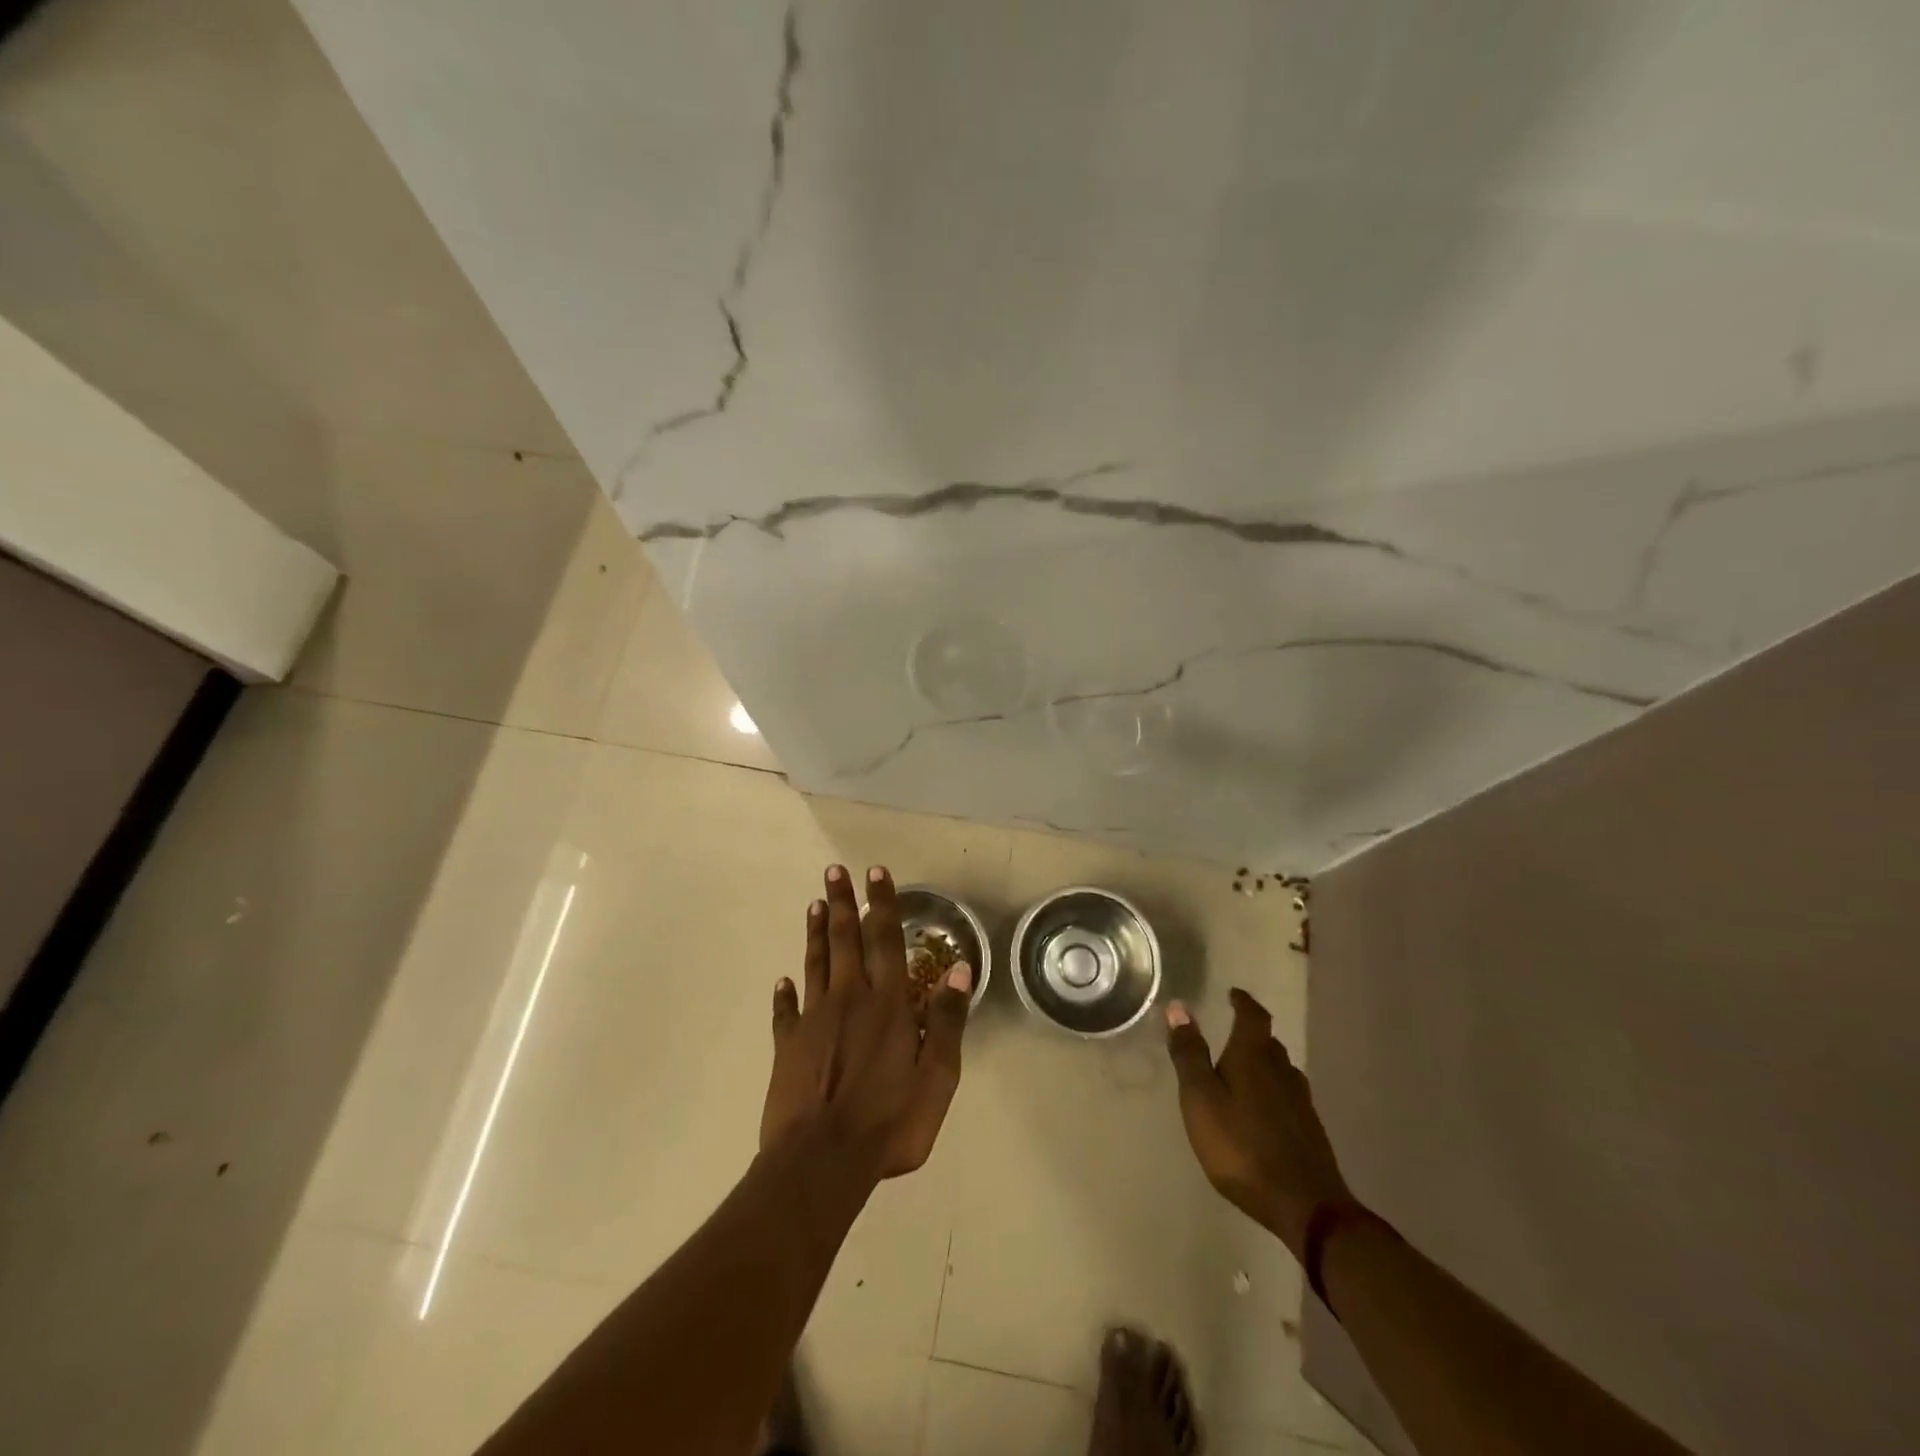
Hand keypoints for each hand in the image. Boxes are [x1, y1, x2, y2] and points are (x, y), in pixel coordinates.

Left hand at [760, 864, 972, 1179]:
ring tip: (814, 904)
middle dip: (841, 903)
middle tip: (834, 871)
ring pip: (815, 965)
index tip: (874, 872)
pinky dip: (784, 994)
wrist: (822, 1162)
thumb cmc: (889, 1122)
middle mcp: (849, 1000)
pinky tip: (782, 981)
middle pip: (844, 941)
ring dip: (815, 934)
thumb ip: (947, 1021)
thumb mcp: (937, 1078)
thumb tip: (959, 970)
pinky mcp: (788, 1046)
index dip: (881, 904)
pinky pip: (786, 1013)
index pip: (885, 940)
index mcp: (887, 1005)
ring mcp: (814, 1021)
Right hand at [1165, 988, 1353, 1257]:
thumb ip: (1189, 1054)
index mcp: (1254, 1057)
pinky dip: (1272, 1091)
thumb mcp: (1201, 1099)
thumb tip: (1179, 1007)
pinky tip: (1262, 1110)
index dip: (1243, 1002)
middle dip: (1250, 1034)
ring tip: (1242, 1070)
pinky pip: (1287, 1096)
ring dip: (1262, 1063)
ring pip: (1280, 1070)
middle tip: (1230, 1033)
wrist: (1306, 1206)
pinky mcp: (1309, 1130)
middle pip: (1268, 1042)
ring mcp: (1301, 1102)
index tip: (1233, 994)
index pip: (1253, 1016)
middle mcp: (1282, 1071)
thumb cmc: (1242, 1146)